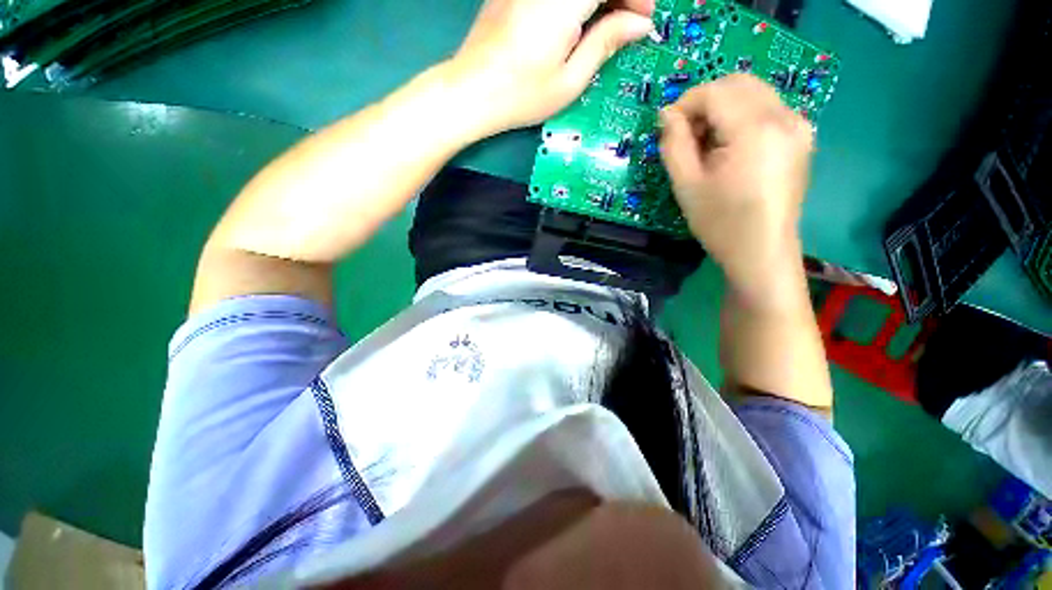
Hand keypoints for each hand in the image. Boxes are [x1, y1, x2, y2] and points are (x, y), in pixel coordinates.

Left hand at [447, 0, 654, 135]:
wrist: (471, 91)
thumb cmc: (521, 95)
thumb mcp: (569, 81)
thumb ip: (605, 44)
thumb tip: (639, 26)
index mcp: (563, 1)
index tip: (645, 20)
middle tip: (628, 25)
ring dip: (599, 0)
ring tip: (606, 26)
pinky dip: (577, 2)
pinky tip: (579, 20)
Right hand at [660, 74, 813, 298]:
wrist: (761, 251)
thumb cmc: (720, 222)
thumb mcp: (686, 185)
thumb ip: (674, 144)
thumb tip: (667, 115)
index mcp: (755, 128)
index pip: (715, 91)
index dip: (685, 103)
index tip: (667, 127)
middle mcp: (784, 117)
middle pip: (739, 84)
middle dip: (705, 102)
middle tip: (686, 135)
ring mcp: (798, 126)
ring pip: (754, 94)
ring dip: (723, 109)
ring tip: (706, 145)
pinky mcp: (801, 138)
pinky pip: (767, 110)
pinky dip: (742, 117)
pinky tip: (729, 148)